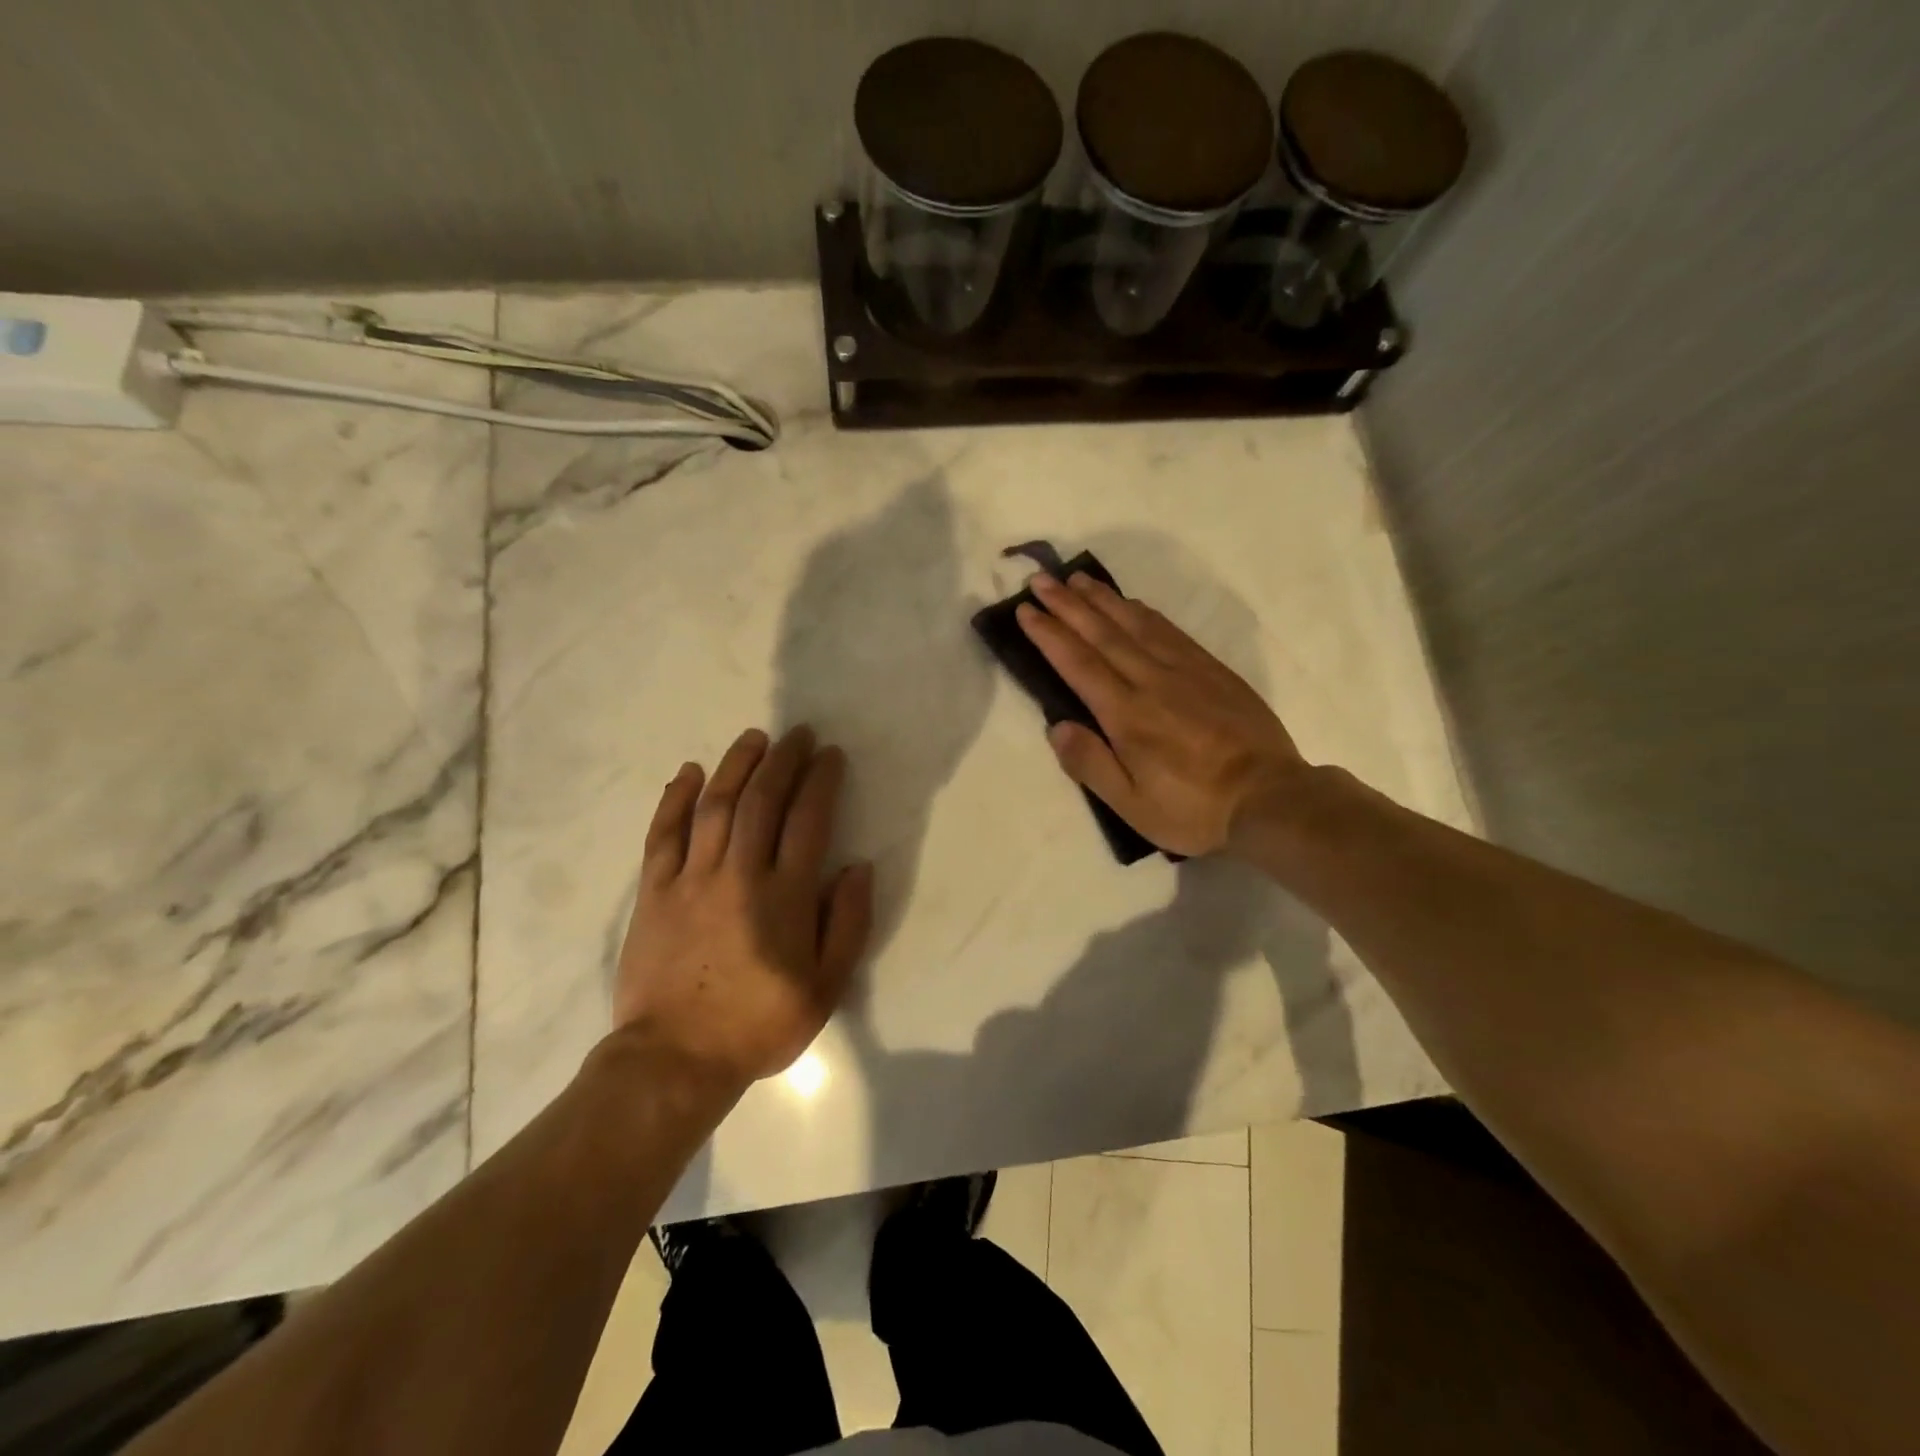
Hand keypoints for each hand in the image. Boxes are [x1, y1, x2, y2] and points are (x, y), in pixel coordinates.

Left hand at [612, 726, 872, 1086]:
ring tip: (754, 738)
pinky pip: (664, 834)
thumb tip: (857, 867)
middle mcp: (740, 875)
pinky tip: (688, 773)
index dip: (821, 781)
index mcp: (785, 897)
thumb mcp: (825, 987)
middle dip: (783, 760)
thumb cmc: (759, 1024)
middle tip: (798, 734)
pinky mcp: (654, 891)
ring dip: (736, 766)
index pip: (808, 820)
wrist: (676, 1059)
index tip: (830, 755)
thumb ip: (848, 924)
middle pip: (762, 801)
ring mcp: (692, 879)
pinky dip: (675, 799)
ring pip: (715, 806)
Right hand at [1017, 572, 1310, 857]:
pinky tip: (1132, 603)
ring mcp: (1186, 671)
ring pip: (1136, 623)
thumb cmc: (1194, 809)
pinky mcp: (1213, 670)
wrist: (1271, 798)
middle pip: (1103, 633)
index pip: (1078, 663)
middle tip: (1041, 579)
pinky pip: (1171, 630)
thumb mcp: (1132, 805)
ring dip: (1103, 599)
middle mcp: (1152, 682)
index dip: (1049, 634)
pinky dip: (1144, 612)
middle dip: (1068, 604)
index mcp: (1127, 715)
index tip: (1026, 610)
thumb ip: (1091, 764)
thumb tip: (1057, 726)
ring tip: (1079, 579)